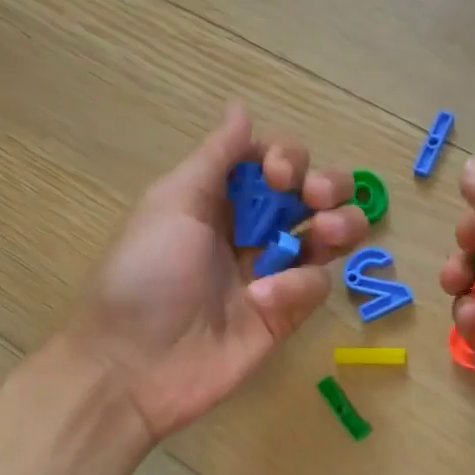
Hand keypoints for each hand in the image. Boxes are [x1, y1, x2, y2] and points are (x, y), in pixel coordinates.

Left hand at [66, 104, 367, 441]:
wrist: (134, 366)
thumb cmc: (144, 277)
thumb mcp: (172, 204)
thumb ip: (215, 158)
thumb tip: (241, 107)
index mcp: (219, 200)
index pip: (273, 163)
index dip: (288, 158)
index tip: (278, 175)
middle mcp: (250, 231)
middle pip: (311, 195)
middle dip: (327, 186)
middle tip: (316, 198)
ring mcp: (272, 273)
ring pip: (328, 238)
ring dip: (340, 225)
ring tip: (328, 232)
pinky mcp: (285, 315)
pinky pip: (314, 287)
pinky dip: (299, 285)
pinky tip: (265, 297)